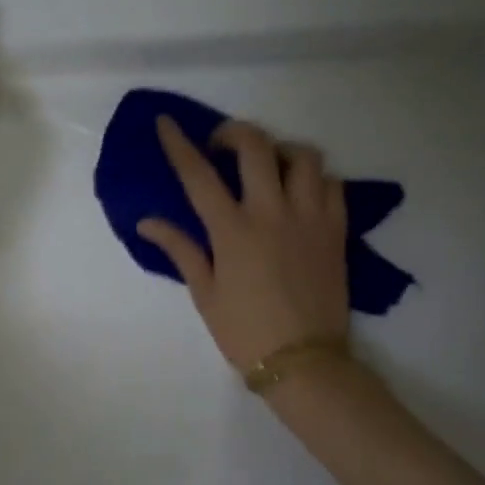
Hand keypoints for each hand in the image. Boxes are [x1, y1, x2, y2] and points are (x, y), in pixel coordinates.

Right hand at [137, 116, 350, 368]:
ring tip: (268, 167)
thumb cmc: (244, 331)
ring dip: (280, 151)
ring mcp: (310, 218)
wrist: (304, 361)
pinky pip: (332, 184)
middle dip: (233, 133)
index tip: (166, 122)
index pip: (198, 175)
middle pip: (256, 146)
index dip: (178, 144)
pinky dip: (314, 178)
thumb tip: (147, 222)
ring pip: (303, 156)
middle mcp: (272, 213)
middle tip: (222, 146)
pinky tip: (300, 193)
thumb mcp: (204, 293)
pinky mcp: (336, 230)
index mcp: (232, 231)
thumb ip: (180, 249)